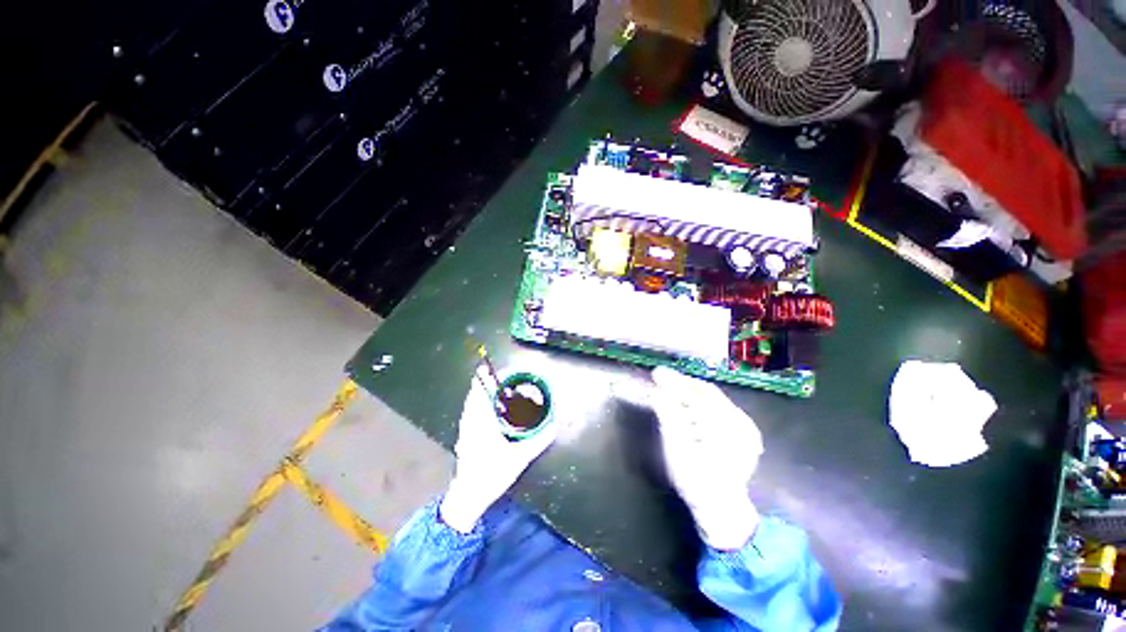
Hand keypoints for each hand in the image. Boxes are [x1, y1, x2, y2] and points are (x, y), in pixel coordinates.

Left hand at [439, 368, 557, 532]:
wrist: (468, 497)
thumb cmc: (492, 474)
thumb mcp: (520, 458)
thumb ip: (539, 440)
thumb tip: (554, 425)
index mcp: (483, 422)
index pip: (482, 392)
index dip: (487, 378)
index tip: (495, 368)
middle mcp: (471, 420)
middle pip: (475, 393)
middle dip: (486, 381)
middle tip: (501, 375)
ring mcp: (465, 428)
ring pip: (471, 402)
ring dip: (481, 391)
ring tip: (496, 386)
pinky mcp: (464, 435)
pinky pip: (470, 410)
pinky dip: (477, 402)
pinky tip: (488, 407)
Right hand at [648, 367, 763, 549]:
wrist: (721, 509)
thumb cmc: (695, 480)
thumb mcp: (676, 448)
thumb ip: (669, 416)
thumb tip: (658, 392)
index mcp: (726, 425)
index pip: (696, 393)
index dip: (674, 381)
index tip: (656, 373)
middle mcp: (741, 421)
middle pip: (707, 392)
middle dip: (683, 383)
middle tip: (662, 377)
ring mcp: (746, 427)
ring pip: (714, 399)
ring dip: (691, 391)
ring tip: (672, 387)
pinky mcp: (745, 433)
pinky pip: (721, 408)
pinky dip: (702, 402)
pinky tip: (689, 403)